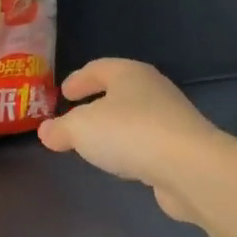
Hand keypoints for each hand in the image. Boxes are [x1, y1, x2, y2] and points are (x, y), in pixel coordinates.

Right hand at [37, 58, 223, 221]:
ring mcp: (171, 119)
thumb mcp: (80, 129)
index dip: (79, 79)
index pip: (98, 68)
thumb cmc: (129, 133)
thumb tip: (46, 132)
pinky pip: (147, 143)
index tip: (63, 93)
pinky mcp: (181, 149)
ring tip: (95, 144)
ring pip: (134, 118)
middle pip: (119, 91)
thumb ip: (60, 129)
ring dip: (115, 129)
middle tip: (75, 117)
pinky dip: (131, 149)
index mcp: (129, 74)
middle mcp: (153, 90)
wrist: (190, 168)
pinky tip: (121, 164)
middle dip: (96, 103)